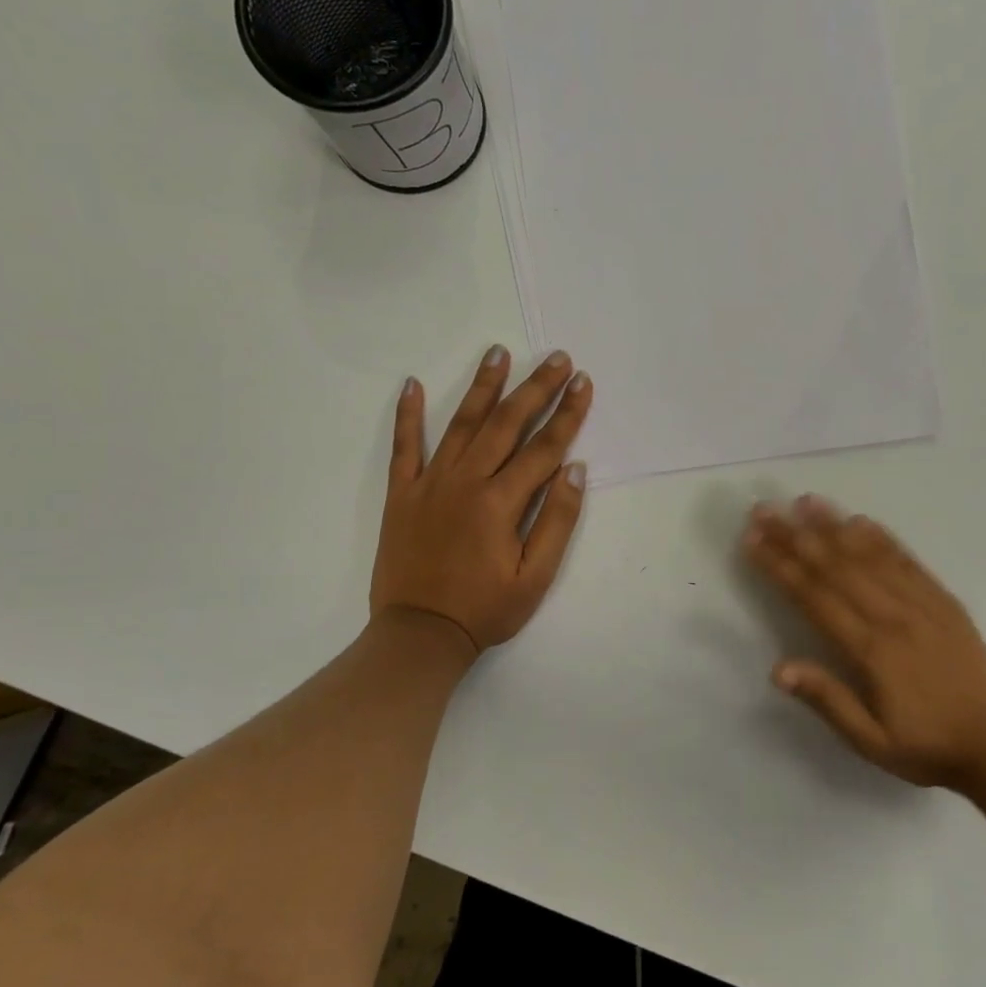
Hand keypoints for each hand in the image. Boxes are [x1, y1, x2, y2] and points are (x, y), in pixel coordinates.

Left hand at [370, 345, 592, 656]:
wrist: (418, 634)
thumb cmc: (485, 610)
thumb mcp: (535, 577)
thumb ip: (556, 520)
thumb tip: (574, 468)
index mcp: (500, 502)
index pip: (543, 447)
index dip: (568, 414)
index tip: (583, 382)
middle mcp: (465, 481)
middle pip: (506, 424)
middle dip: (535, 388)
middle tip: (556, 357)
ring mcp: (429, 483)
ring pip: (461, 424)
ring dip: (483, 386)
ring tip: (499, 352)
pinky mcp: (401, 494)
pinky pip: (404, 447)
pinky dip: (407, 415)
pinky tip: (413, 384)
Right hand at [741, 496, 985, 794]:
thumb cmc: (925, 747)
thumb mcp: (870, 740)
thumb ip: (827, 700)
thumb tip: (777, 669)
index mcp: (871, 650)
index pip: (814, 597)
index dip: (780, 566)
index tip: (752, 541)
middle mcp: (893, 616)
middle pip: (836, 567)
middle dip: (795, 536)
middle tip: (765, 510)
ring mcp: (922, 604)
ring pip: (870, 555)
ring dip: (835, 526)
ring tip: (805, 501)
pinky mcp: (945, 601)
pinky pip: (908, 561)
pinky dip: (882, 538)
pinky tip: (861, 520)